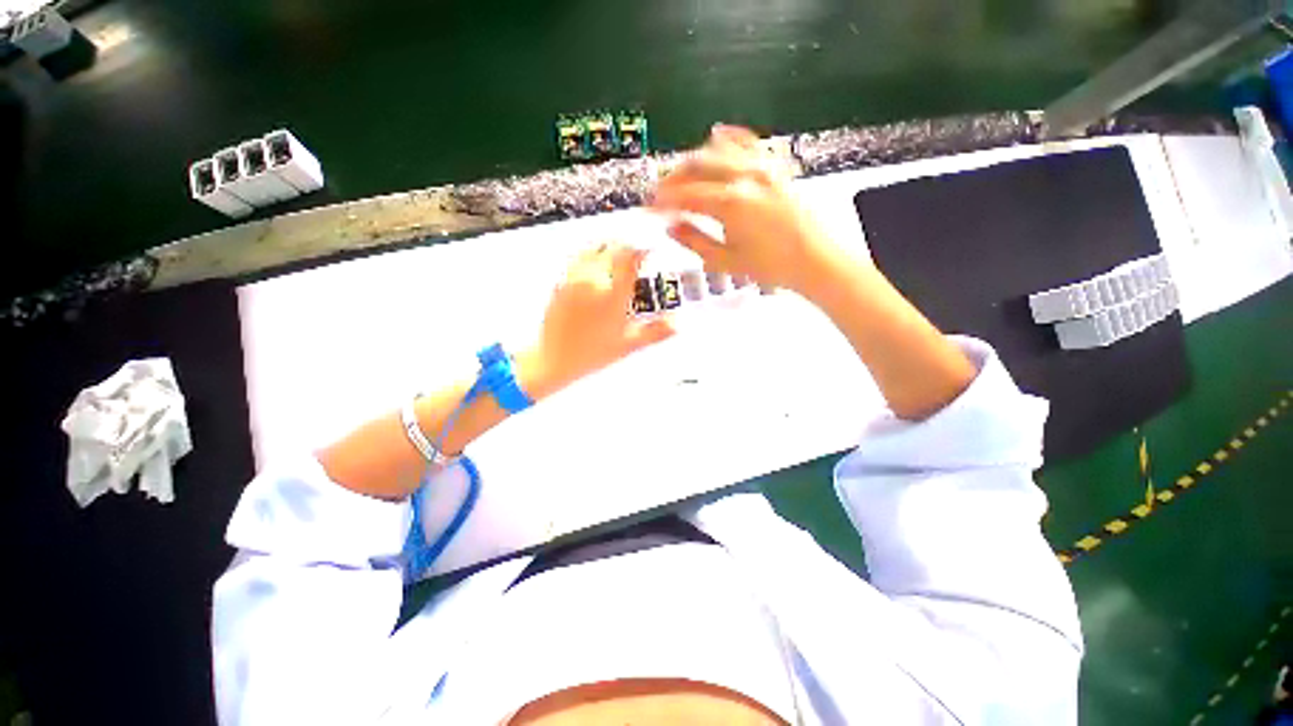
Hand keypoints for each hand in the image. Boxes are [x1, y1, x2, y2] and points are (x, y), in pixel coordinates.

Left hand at [521, 242, 674, 395]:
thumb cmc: (591, 355)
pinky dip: (589, 259)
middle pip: (611, 247)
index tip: (649, 252)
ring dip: (607, 249)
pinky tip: (594, 272)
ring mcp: (573, 280)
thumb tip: (676, 324)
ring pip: (592, 250)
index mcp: (613, 295)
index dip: (643, 250)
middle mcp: (593, 282)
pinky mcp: (560, 283)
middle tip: (633, 256)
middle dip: (625, 248)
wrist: (555, 360)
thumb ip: (656, 332)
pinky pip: (576, 260)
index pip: (630, 257)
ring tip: (615, 259)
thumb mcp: (629, 345)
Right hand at [651, 124, 836, 295]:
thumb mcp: (726, 260)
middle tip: (661, 194)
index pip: (684, 195)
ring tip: (682, 177)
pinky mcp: (775, 165)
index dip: (662, 202)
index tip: (650, 210)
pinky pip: (746, 140)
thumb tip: (670, 227)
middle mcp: (745, 175)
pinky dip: (726, 138)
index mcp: (730, 202)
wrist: (814, 259)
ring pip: (717, 148)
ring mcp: (762, 165)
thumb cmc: (771, 265)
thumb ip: (694, 240)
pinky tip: (715, 137)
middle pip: (696, 164)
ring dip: (693, 160)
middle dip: (672, 178)